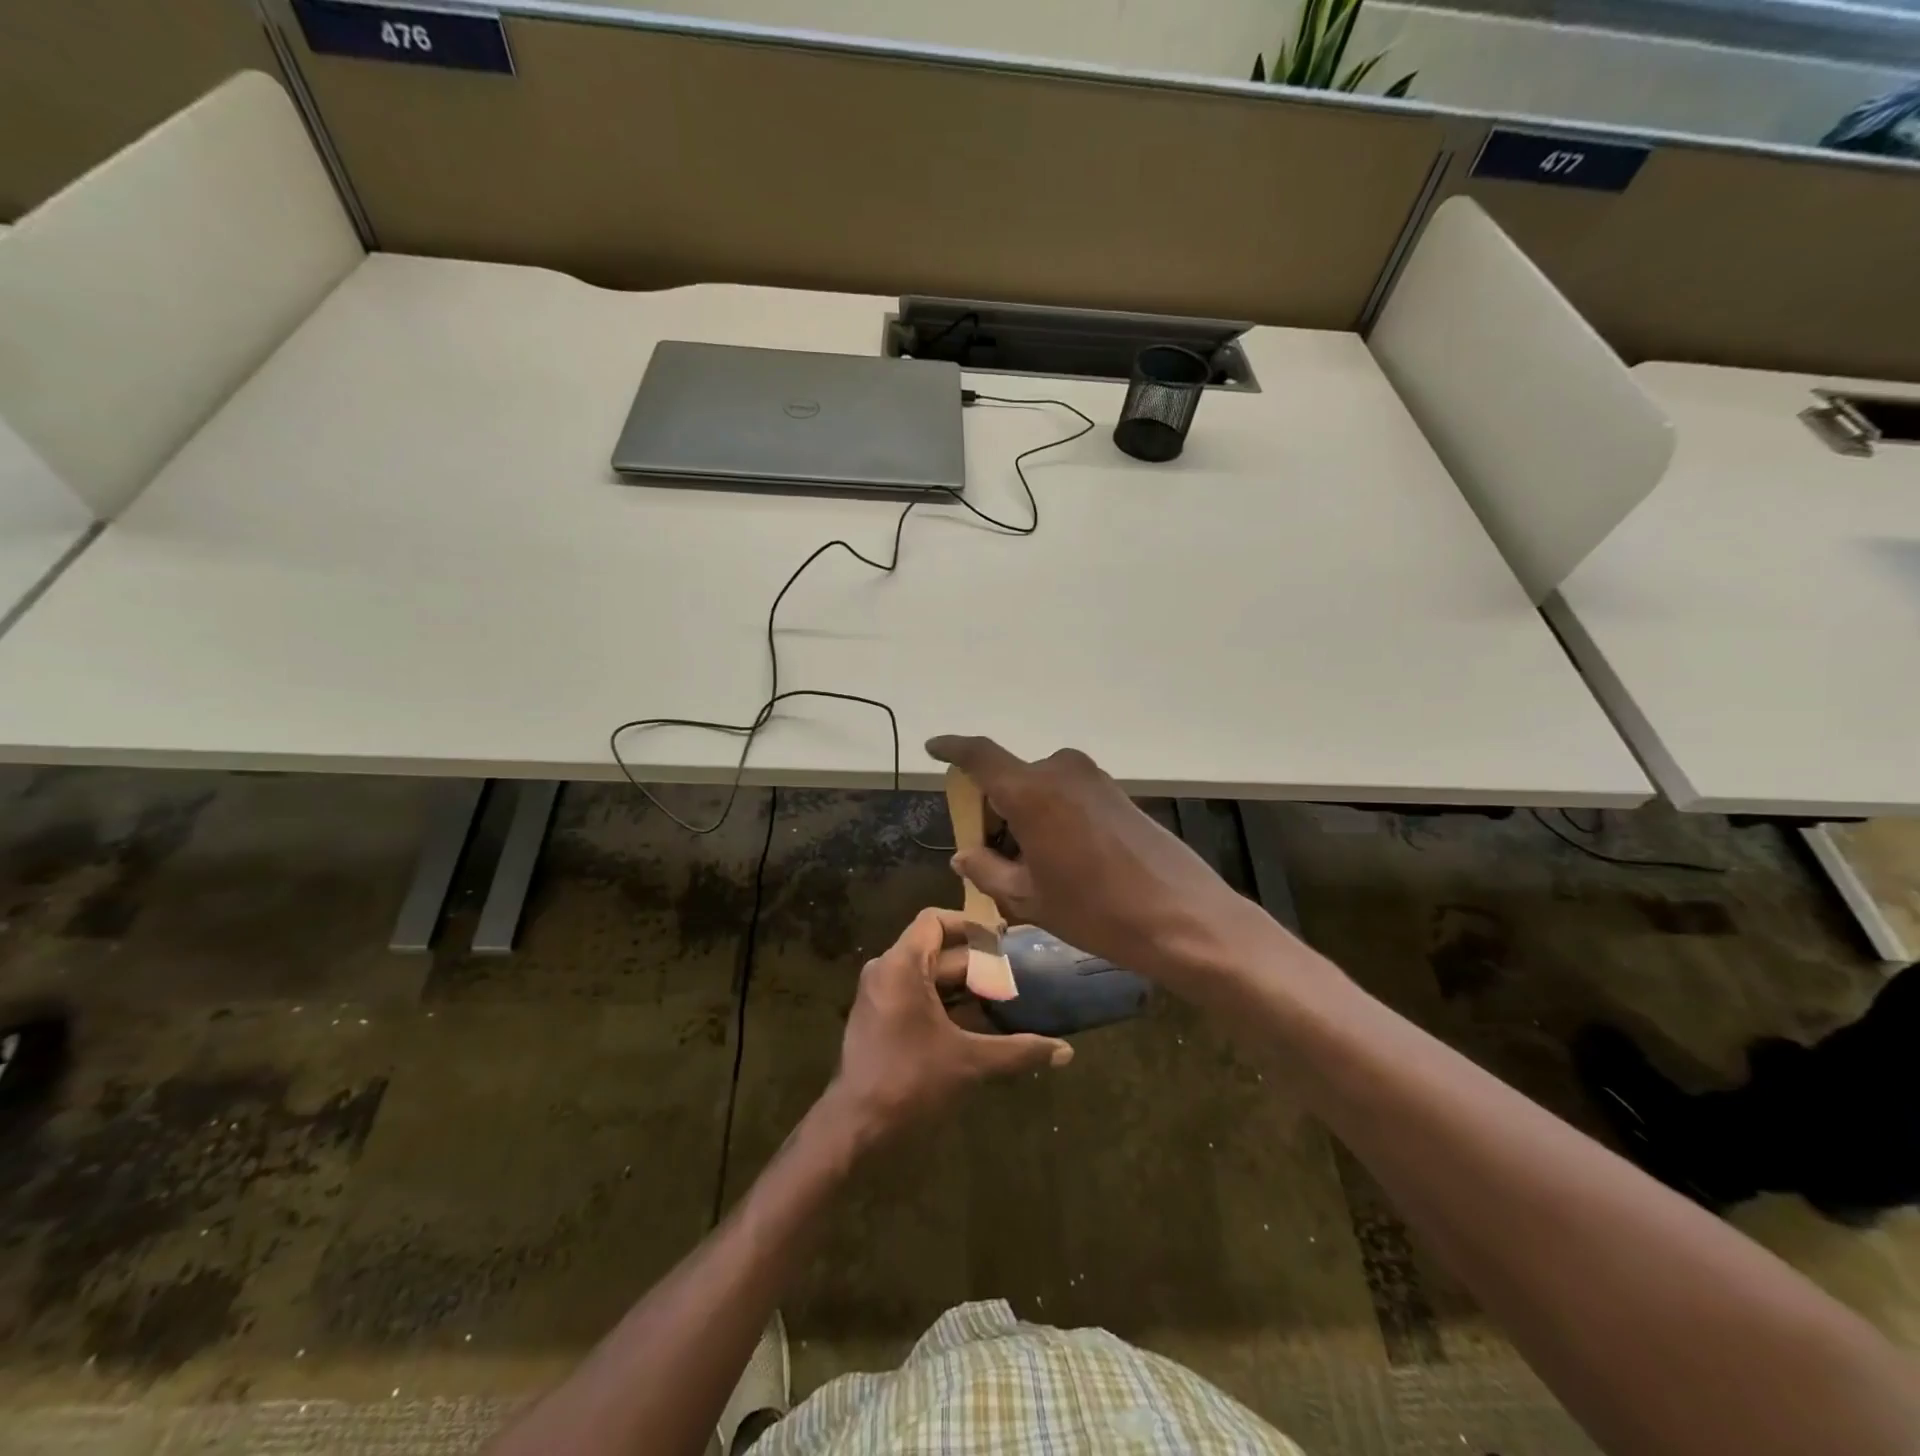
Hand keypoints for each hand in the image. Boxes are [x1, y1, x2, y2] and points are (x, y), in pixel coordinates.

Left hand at [828, 908, 1071, 1142]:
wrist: (856, 1126)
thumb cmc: (910, 1080)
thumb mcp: (969, 1062)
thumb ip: (1018, 1051)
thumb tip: (1066, 1052)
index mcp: (902, 965)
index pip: (935, 921)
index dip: (970, 925)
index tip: (1003, 940)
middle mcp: (887, 971)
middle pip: (937, 950)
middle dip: (977, 963)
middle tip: (1016, 976)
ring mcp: (880, 995)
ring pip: (928, 975)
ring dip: (963, 986)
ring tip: (1003, 998)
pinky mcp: (879, 1018)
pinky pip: (916, 994)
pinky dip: (946, 1002)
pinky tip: (977, 1024)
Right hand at [926, 736, 1274, 982]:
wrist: (1184, 917)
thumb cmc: (1096, 910)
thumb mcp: (1029, 898)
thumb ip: (986, 869)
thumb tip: (964, 854)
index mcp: (1031, 791)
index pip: (979, 756)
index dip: (952, 749)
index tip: (933, 748)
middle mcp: (1060, 771)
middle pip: (1009, 779)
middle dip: (991, 810)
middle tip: (988, 855)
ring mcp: (1093, 779)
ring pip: (1038, 788)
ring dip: (1022, 816)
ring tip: (1029, 867)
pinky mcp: (1116, 792)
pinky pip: (1065, 795)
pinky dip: (1050, 816)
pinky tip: (1061, 859)